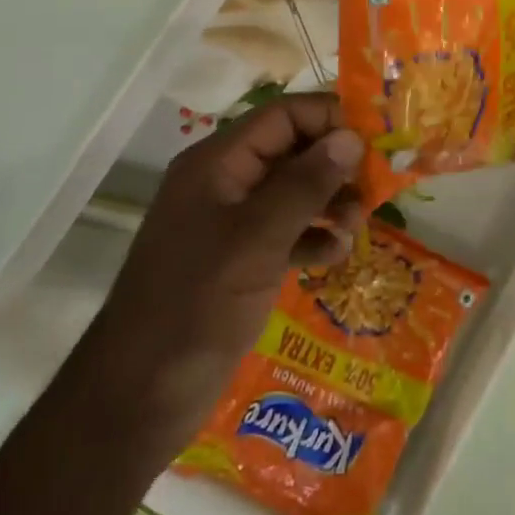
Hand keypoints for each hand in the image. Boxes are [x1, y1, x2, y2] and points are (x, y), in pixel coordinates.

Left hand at [93, 93, 365, 458]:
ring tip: (356, 226)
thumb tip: (351, 138)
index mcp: (217, 163)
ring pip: (293, 191)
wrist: (137, 399)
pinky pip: (286, 230)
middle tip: (374, 188)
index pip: (283, 116)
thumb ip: (306, 185)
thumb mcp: (257, 240)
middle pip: (291, 150)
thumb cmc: (196, 305)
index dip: (330, 118)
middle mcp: (224, 183)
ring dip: (329, 202)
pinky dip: (313, 236)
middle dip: (335, 165)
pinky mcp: (239, 260)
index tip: (376, 138)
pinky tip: (334, 256)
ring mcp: (230, 224)